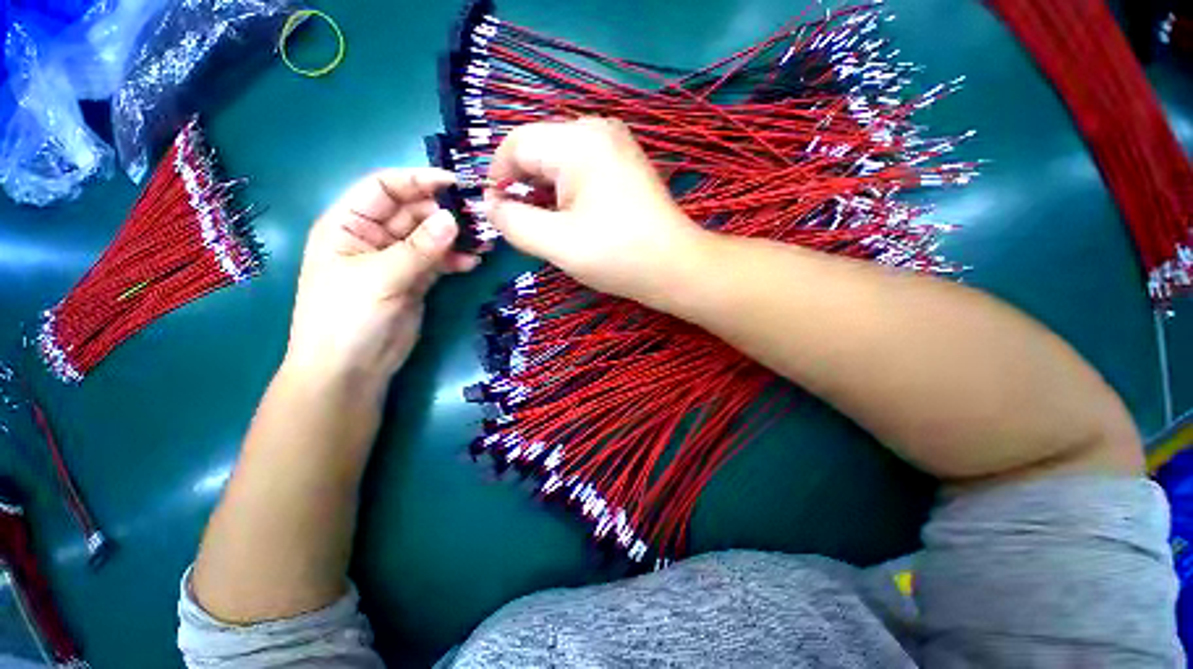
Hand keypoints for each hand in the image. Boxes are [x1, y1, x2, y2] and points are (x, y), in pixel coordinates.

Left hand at [284, 169, 478, 391]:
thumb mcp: (382, 277)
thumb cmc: (347, 318)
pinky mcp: (416, 281)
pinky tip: (472, 263)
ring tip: (483, 242)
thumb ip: (420, 248)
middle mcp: (373, 237)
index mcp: (348, 224)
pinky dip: (455, 260)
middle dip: (444, 213)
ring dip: (456, 237)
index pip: (383, 188)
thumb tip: (454, 219)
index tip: (455, 184)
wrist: (351, 370)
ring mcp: (397, 260)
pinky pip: (439, 261)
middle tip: (479, 219)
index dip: (417, 180)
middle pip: (412, 212)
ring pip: (430, 237)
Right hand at [485, 118, 705, 307]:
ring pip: (559, 161)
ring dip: (545, 192)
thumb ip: (513, 222)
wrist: (674, 267)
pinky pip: (581, 169)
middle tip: (523, 225)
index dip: (497, 177)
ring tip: (547, 226)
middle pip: (539, 150)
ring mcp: (615, 145)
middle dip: (523, 187)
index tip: (494, 212)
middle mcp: (597, 130)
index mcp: (578, 141)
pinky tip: (570, 217)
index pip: (517, 145)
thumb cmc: (617, 255)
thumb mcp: (556, 243)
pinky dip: (566, 191)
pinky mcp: (625, 163)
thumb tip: (490, 205)